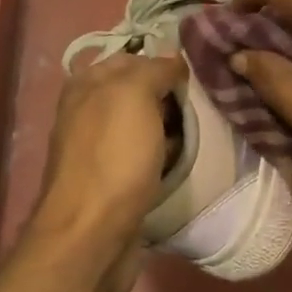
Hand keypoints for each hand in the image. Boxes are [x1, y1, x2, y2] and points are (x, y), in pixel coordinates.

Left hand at [31, 51, 185, 264]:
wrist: (93, 233)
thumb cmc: (114, 157)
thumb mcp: (133, 95)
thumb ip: (153, 69)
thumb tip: (173, 60)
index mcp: (86, 86)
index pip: (131, 59)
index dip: (163, 62)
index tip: (198, 73)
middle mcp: (87, 113)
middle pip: (138, 94)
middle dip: (169, 97)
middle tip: (205, 103)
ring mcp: (99, 150)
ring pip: (143, 127)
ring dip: (170, 129)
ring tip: (203, 131)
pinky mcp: (113, 182)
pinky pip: (144, 158)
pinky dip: (164, 157)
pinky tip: (183, 161)